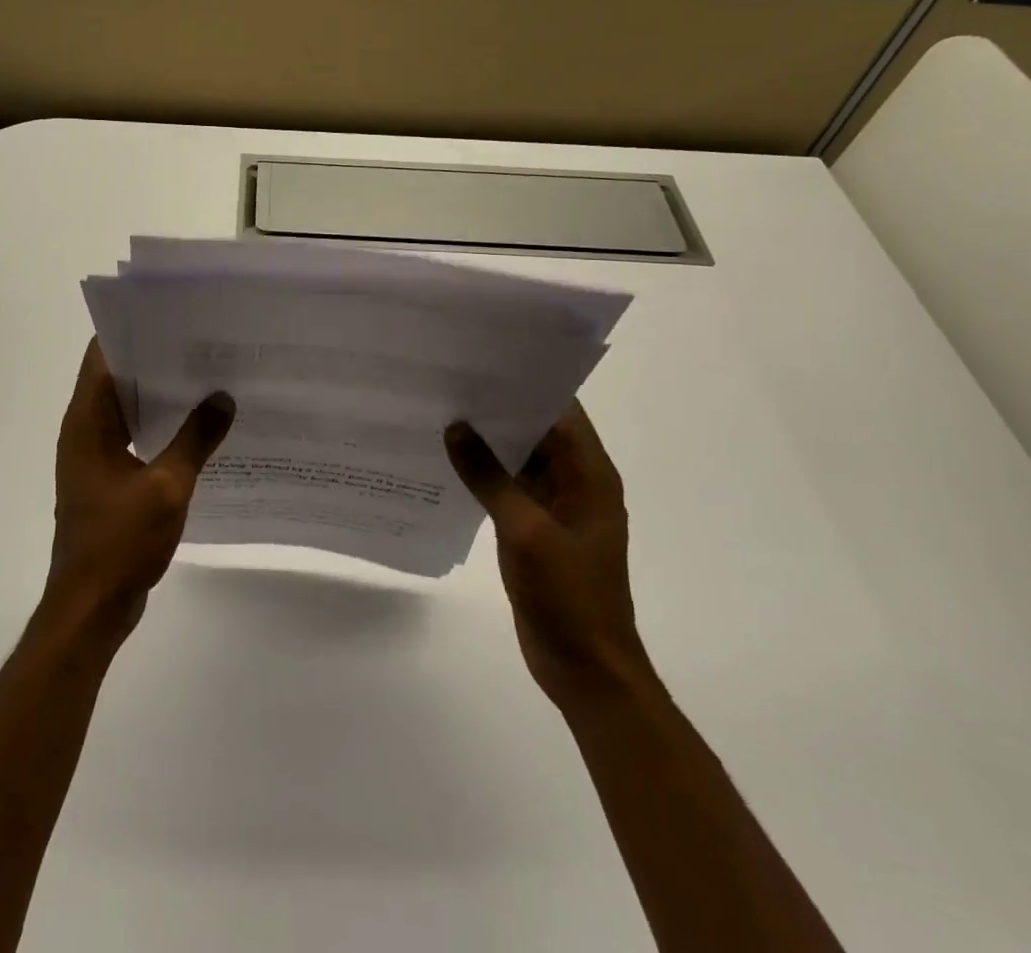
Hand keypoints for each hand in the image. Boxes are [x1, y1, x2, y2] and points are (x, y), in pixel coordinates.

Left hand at [45, 340, 234, 644]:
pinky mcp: (109, 479)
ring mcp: (96, 456)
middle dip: (158, 359)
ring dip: (162, 394)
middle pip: (119, 377)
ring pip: (129, 408)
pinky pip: (136, 437)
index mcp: (87, 422)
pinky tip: (199, 427)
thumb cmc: (120, 542)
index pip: (103, 355)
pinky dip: (161, 426)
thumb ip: (196, 439)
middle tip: (204, 342)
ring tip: (208, 376)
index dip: (133, 329)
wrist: (91, 607)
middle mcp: (86, 430)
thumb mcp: (167, 487)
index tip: (173, 314)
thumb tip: (223, 398)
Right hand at [445, 405, 649, 699]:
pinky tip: (448, 460)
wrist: (587, 671)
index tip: (483, 360)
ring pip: (520, 458)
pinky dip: (484, 473)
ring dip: (488, 440)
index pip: (561, 410)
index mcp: (589, 474)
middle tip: (450, 381)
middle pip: (538, 430)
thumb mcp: (525, 531)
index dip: (527, 383)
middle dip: (499, 408)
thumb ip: (489, 476)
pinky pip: (509, 487)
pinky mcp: (536, 528)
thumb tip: (455, 427)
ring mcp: (555, 506)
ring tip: (441, 410)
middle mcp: (575, 482)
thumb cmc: (568, 596)